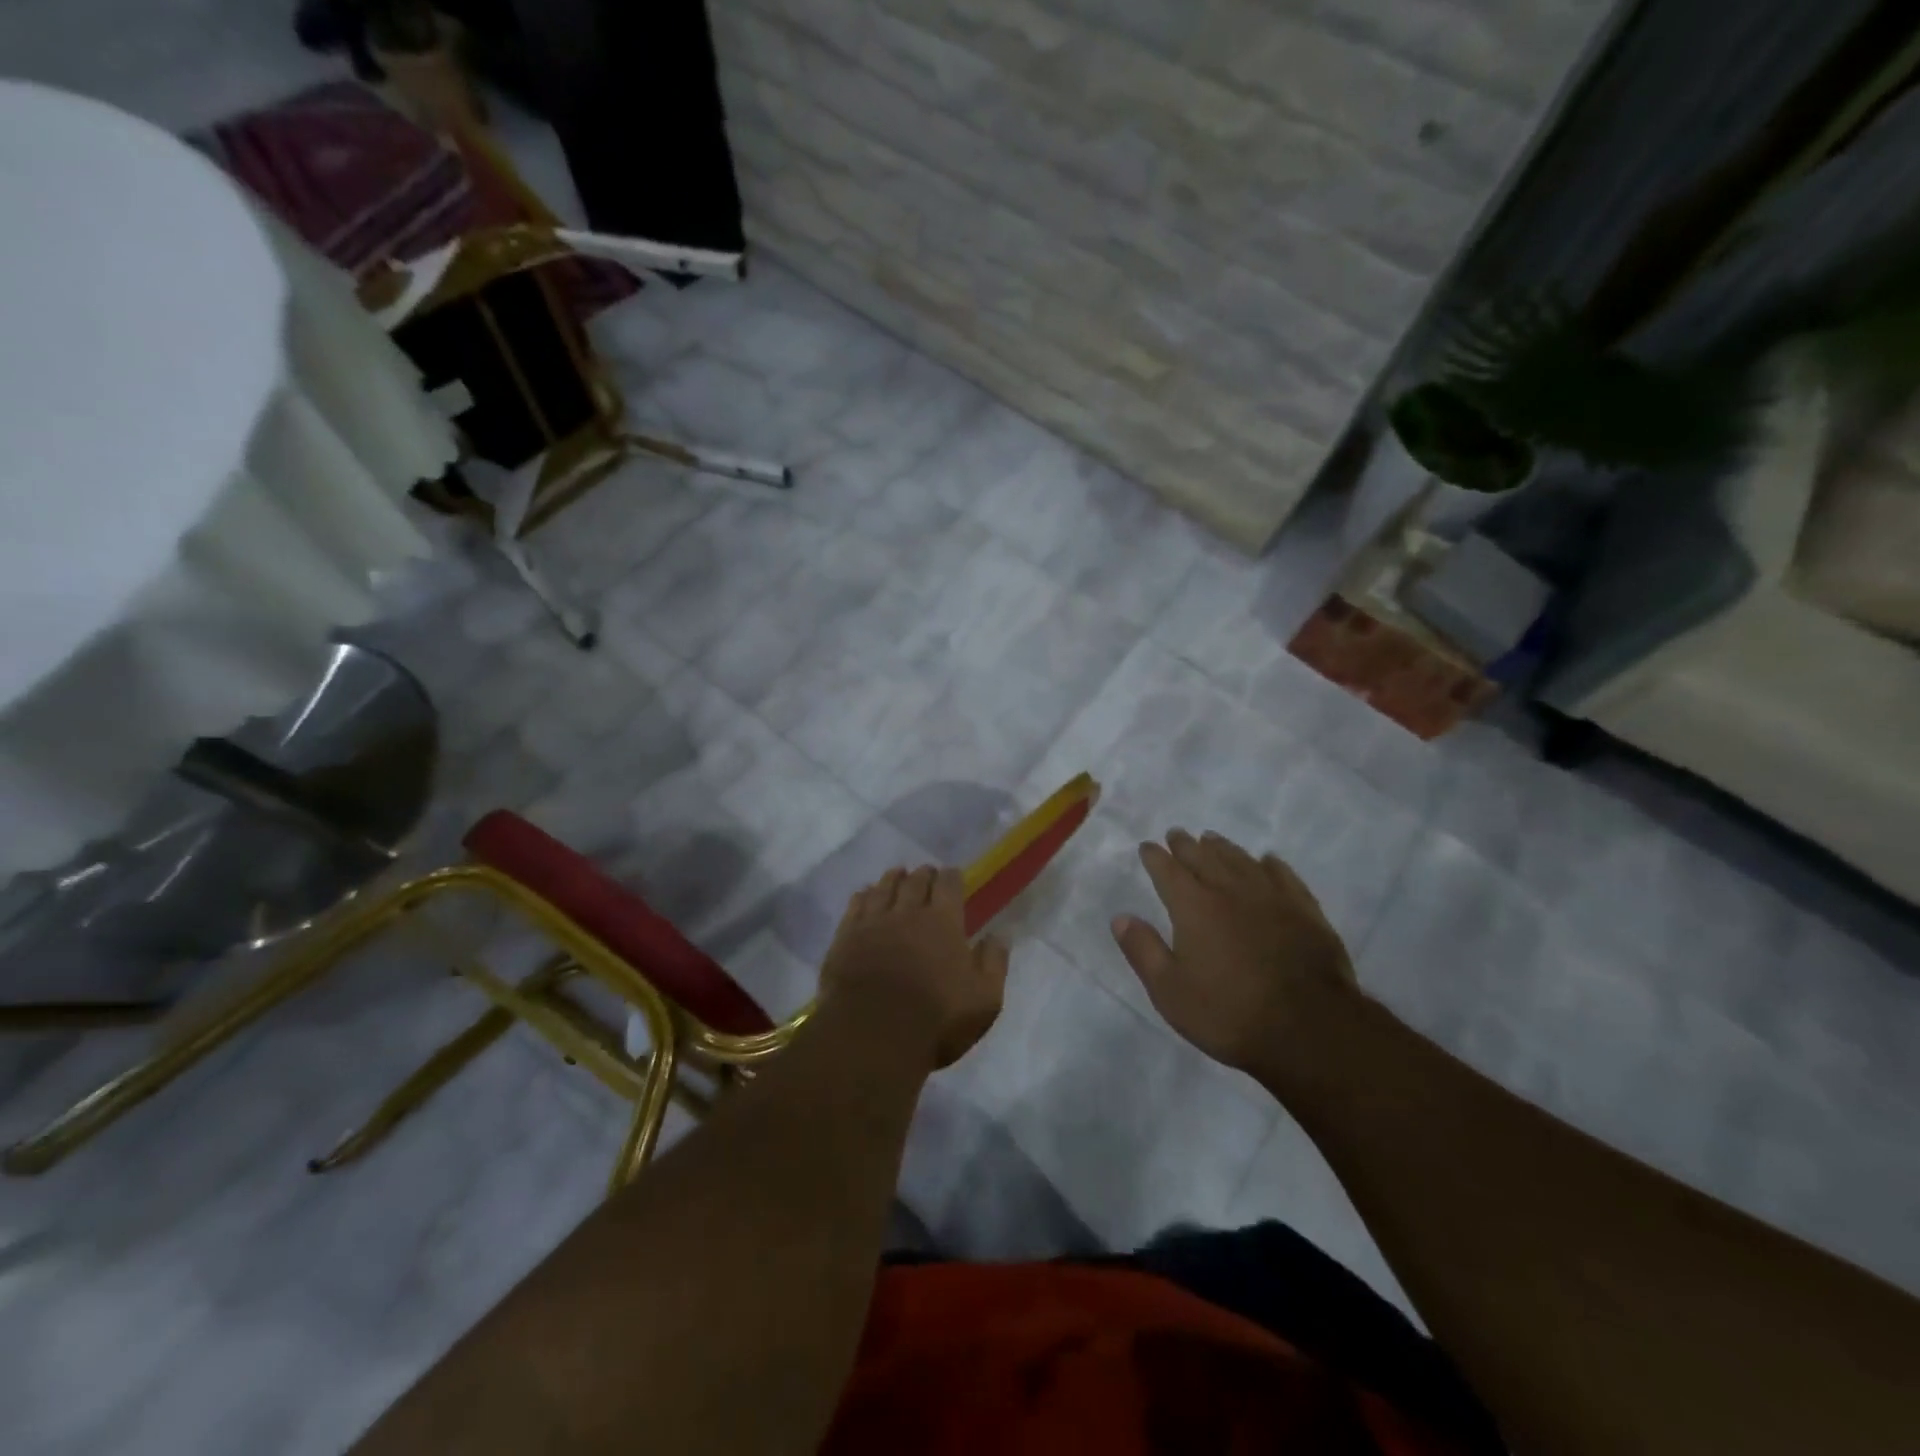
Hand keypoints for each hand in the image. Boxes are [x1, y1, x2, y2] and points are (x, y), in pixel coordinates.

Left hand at [820, 866, 1009, 1068]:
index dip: (952, 877)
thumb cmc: (936, 1020)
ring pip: (884, 887)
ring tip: (898, 875)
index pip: (949, 884)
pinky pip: (856, 905)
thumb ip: (993, 962)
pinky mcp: (846, 938)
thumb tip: (998, 935)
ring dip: (894, 878)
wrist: (872, 1036)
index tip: (953, 876)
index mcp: (943, 922)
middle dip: (924, 874)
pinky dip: (864, 895)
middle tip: (927, 874)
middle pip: (915, 881)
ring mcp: (873, 923)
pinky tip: (866, 895)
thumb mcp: (984, 999)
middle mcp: (907, 912)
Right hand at [1111, 830, 1356, 1077]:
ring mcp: (1271, 897)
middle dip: (1186, 845)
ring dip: (1223, 848)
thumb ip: (1143, 950)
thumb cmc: (1229, 1013)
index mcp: (1193, 906)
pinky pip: (1283, 875)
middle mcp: (1230, 890)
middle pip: (1204, 858)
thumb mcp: (1170, 991)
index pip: (1167, 871)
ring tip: (1212, 839)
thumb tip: (1120, 917)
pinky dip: (1270, 864)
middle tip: (1177, 834)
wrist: (1309, 1028)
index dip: (1155, 857)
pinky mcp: (1305, 910)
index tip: (1147, 847)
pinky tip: (1267, 861)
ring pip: (1241, 860)